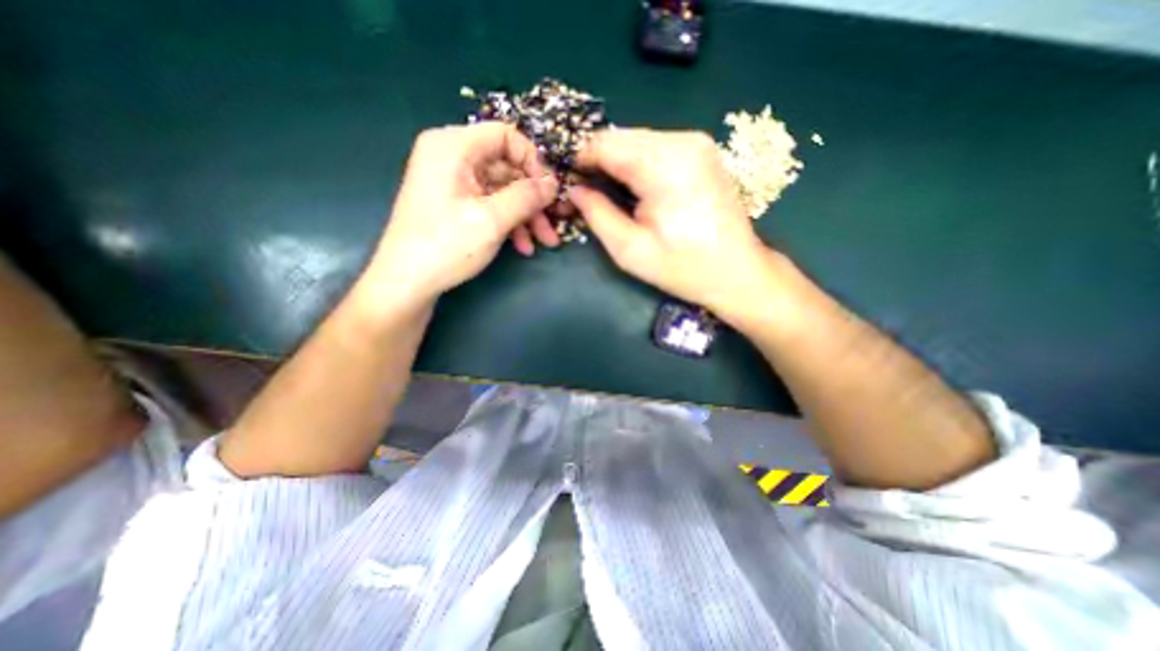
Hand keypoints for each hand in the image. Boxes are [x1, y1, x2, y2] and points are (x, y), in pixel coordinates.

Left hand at [362, 121, 560, 307]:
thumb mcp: (492, 220)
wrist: (406, 283)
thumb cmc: (446, 246)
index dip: (533, 160)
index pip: (505, 135)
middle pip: (506, 166)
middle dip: (533, 198)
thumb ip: (527, 196)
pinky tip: (523, 246)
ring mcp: (452, 182)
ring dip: (525, 215)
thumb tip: (553, 183)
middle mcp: (451, 156)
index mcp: (453, 146)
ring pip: (501, 189)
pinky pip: (489, 203)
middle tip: (553, 223)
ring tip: (545, 241)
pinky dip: (508, 222)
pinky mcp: (454, 203)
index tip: (550, 190)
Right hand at [570, 127, 788, 326]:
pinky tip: (633, 188)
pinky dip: (636, 163)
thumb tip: (574, 190)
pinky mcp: (701, 151)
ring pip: (636, 140)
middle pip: (620, 138)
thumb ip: (597, 214)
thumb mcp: (630, 250)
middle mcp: (682, 141)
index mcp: (664, 165)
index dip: (579, 159)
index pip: (604, 144)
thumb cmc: (683, 268)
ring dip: (615, 163)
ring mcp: (696, 142)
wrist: (737, 272)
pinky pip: (655, 147)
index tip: (566, 182)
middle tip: (584, 192)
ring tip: (607, 193)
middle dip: (596, 161)